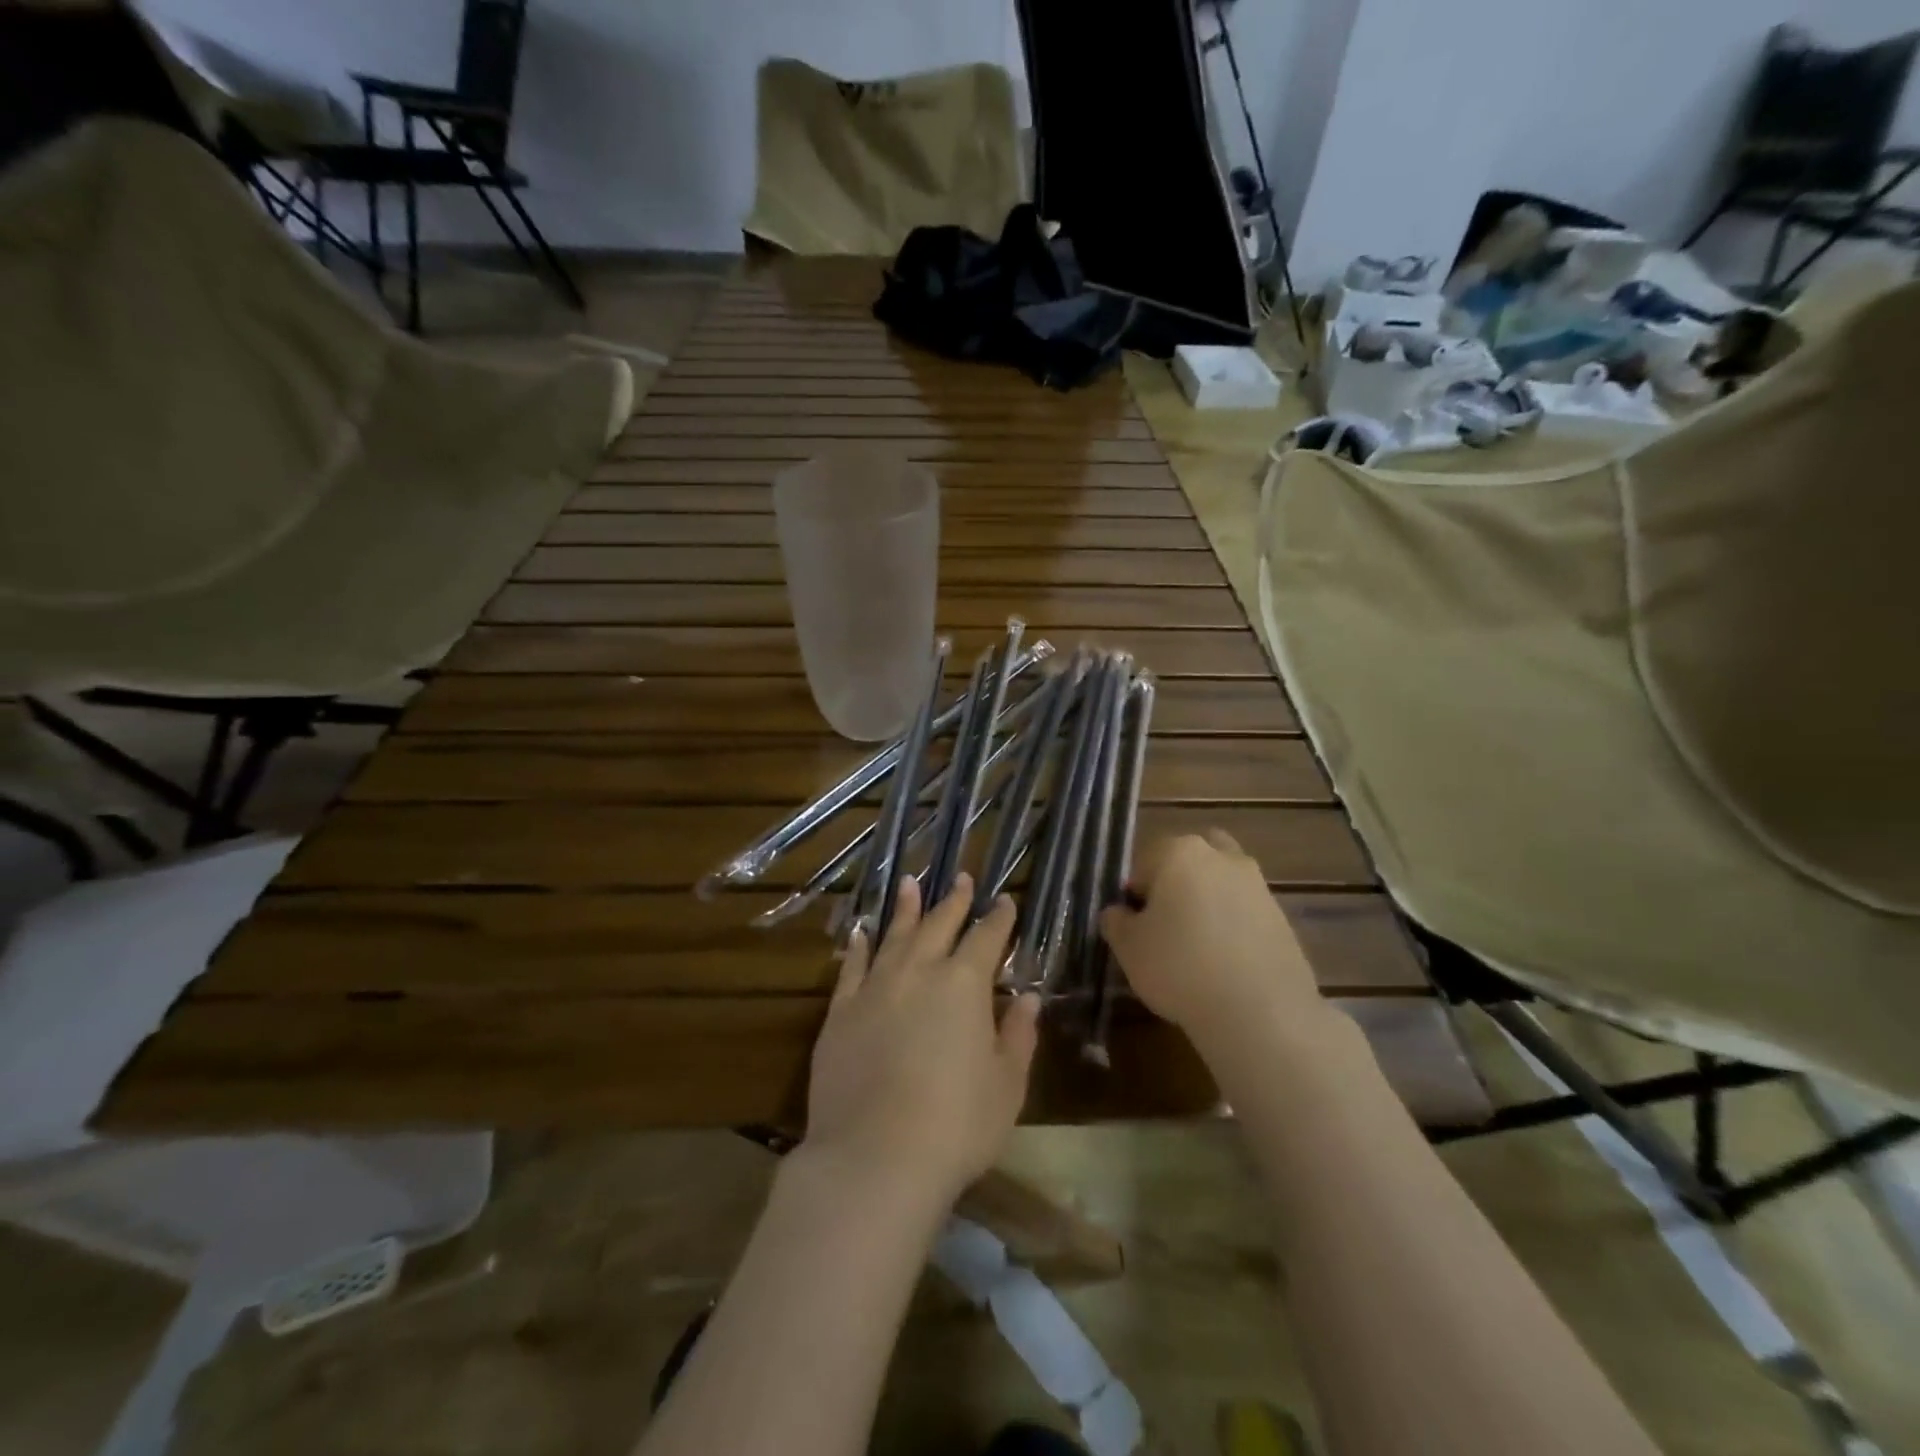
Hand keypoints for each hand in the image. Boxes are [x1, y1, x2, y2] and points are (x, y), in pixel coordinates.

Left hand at [803, 874, 1040, 1203]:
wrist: (874, 1157)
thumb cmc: (956, 1126)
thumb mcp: (1006, 1085)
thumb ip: (1018, 1035)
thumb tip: (1027, 996)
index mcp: (964, 984)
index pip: (986, 938)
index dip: (999, 919)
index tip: (1005, 901)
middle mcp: (919, 973)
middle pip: (939, 925)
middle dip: (955, 901)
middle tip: (962, 878)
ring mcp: (875, 988)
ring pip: (893, 935)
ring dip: (905, 908)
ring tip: (910, 882)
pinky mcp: (840, 1013)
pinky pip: (852, 968)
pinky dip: (859, 946)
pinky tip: (861, 932)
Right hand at [1099, 830, 1329, 1054]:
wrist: (1260, 1012)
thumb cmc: (1180, 968)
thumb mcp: (1128, 948)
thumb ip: (1116, 922)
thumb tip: (1118, 913)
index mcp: (1178, 852)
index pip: (1144, 862)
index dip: (1134, 894)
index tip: (1134, 926)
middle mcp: (1221, 857)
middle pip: (1188, 861)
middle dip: (1175, 884)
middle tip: (1164, 926)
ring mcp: (1257, 885)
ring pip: (1221, 883)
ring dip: (1207, 902)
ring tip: (1196, 947)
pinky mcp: (1283, 917)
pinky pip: (1246, 912)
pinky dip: (1234, 926)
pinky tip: (1225, 963)